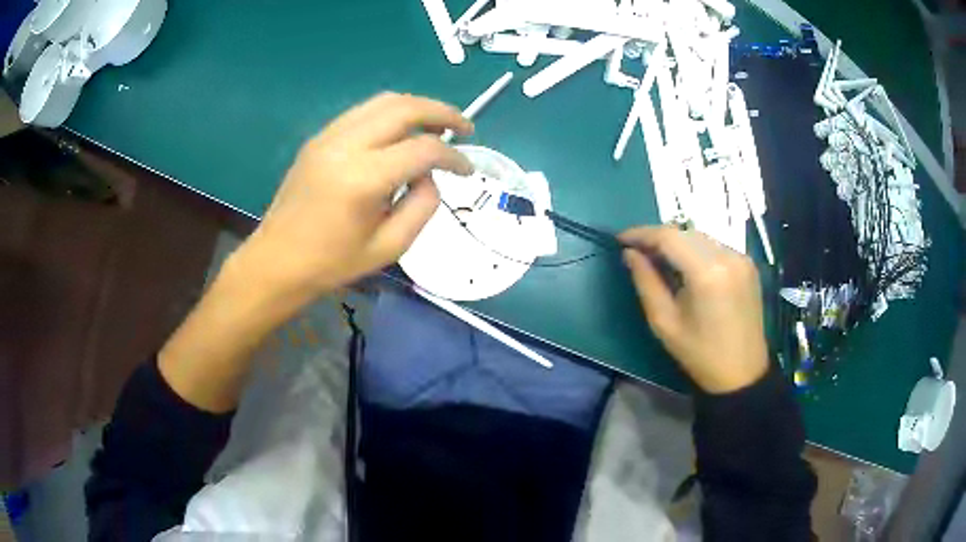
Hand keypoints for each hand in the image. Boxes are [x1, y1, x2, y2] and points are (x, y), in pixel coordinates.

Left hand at [159, 93, 472, 411]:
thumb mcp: (390, 247)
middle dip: (442, 112)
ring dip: (417, 107)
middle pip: (405, 108)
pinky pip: (363, 112)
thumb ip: (422, 205)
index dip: (454, 157)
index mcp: (363, 179)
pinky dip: (391, 114)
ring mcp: (328, 136)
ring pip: (384, 101)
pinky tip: (401, 132)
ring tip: (437, 124)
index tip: (468, 169)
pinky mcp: (319, 138)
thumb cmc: (332, 263)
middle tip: (464, 127)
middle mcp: (345, 145)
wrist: (277, 260)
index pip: (423, 150)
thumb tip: (430, 174)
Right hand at [619, 227, 767, 393]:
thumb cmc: (700, 354)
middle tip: (637, 251)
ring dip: (678, 242)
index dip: (642, 233)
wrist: (742, 373)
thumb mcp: (664, 322)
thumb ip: (646, 282)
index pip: (669, 237)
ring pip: (701, 236)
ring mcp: (741, 258)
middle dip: (659, 237)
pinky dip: (697, 250)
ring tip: (659, 258)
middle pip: (686, 232)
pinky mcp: (748, 264)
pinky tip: (687, 266)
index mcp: (707, 273)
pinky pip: (716, 246)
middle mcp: (727, 256)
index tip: (621, 240)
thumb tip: (630, 254)